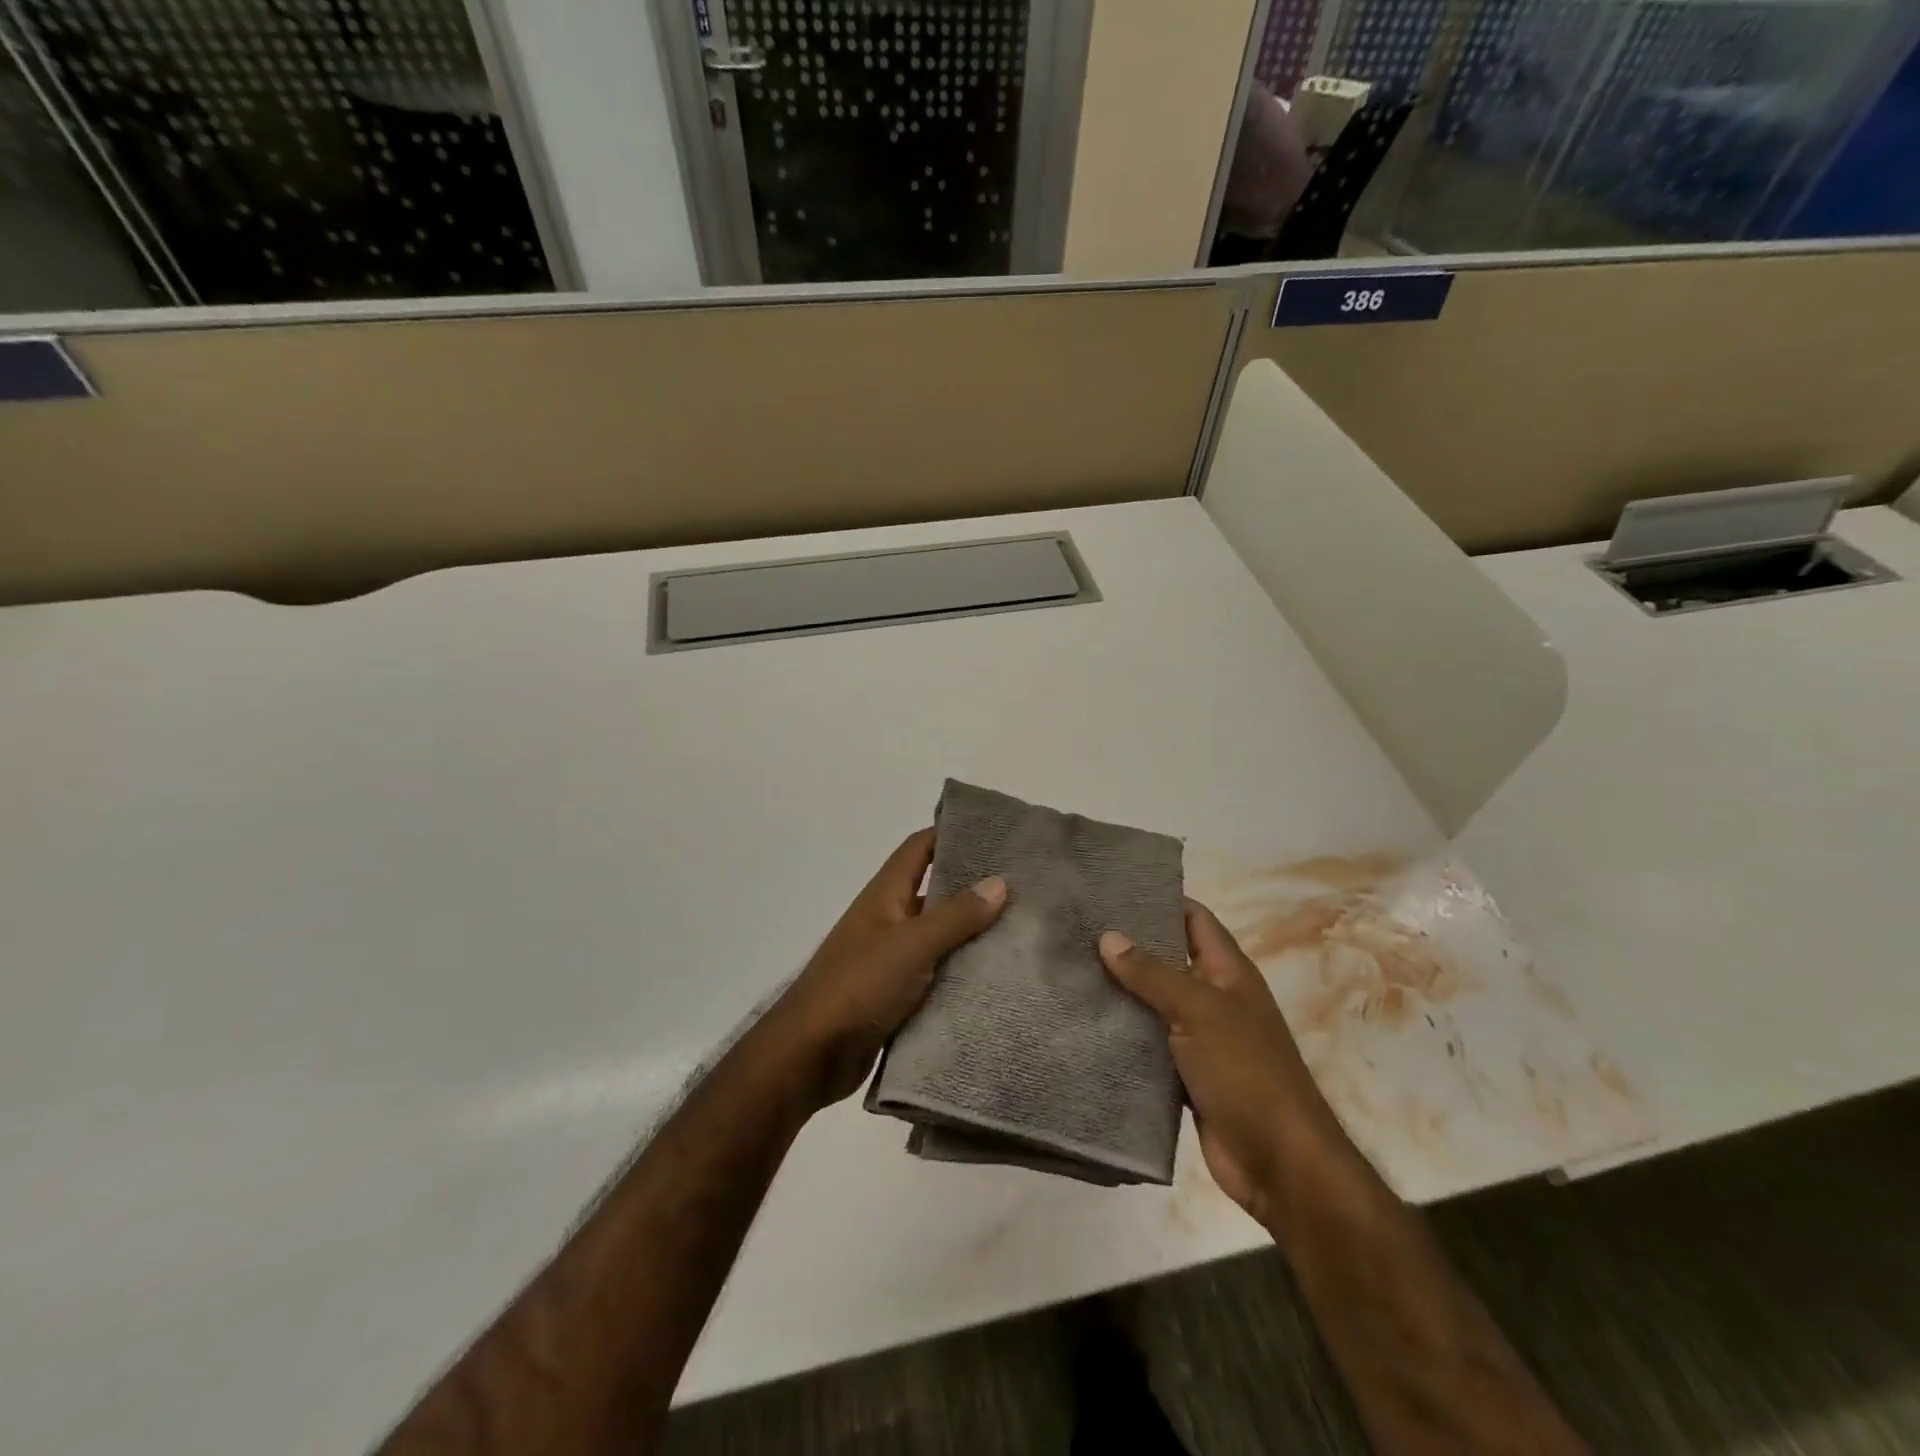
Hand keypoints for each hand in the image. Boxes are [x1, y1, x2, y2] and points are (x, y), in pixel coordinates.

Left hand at [764, 829, 1007, 1110]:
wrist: (810, 1056)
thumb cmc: (858, 987)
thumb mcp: (911, 946)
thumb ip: (955, 916)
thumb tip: (1000, 881)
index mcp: (885, 895)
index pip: (920, 848)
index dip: (953, 834)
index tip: (997, 834)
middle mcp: (889, 919)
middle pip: (936, 892)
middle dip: (975, 889)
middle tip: (1026, 888)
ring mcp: (892, 958)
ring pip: (940, 937)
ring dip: (973, 935)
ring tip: (1024, 933)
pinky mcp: (897, 995)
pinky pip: (937, 975)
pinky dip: (962, 974)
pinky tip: (998, 979)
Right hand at [1100, 901, 1342, 1226]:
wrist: (1280, 1163)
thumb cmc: (1246, 1071)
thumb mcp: (1199, 1011)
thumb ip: (1152, 974)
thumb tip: (1108, 936)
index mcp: (1228, 972)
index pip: (1194, 919)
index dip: (1160, 899)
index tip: (1112, 887)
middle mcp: (1214, 998)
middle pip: (1167, 959)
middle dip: (1128, 945)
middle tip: (1076, 929)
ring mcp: (1200, 1038)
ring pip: (1153, 1004)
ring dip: (1120, 992)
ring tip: (1069, 969)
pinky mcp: (1183, 1075)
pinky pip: (1147, 1045)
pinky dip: (1122, 1034)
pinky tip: (1085, 1023)